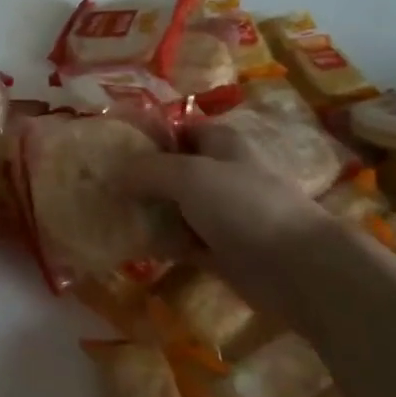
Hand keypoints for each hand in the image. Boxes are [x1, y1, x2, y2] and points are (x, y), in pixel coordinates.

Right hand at [119, 121, 340, 295]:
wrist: (295, 268)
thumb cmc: (244, 205)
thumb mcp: (189, 175)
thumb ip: (149, 169)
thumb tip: (113, 171)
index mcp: (221, 144)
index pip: (179, 128)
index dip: (149, 134)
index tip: (113, 145)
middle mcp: (221, 174)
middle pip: (174, 169)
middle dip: (141, 175)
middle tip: (100, 183)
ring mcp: (222, 214)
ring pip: (176, 206)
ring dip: (148, 211)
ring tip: (107, 213)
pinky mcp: (221, 250)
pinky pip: (182, 240)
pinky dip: (160, 242)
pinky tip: (129, 244)